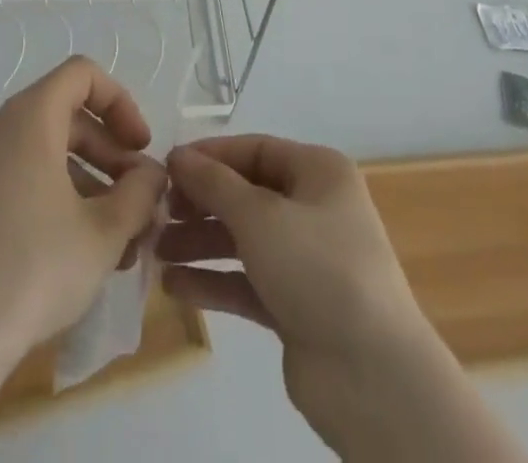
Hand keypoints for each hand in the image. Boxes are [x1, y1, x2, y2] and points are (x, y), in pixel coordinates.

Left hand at [0, 56, 167, 367]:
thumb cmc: (34, 270)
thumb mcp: (104, 232)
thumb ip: (140, 192)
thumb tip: (151, 174)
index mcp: (28, 117)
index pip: (82, 75)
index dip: (120, 103)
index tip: (141, 147)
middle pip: (66, 115)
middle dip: (109, 152)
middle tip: (137, 198)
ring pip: (44, 149)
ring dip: (87, 180)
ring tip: (117, 235)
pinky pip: (18, 174)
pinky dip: (53, 193)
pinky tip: (77, 246)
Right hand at [161, 137, 524, 461]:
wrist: (372, 377)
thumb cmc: (317, 268)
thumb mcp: (260, 215)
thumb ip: (214, 183)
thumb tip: (177, 155)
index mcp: (318, 172)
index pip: (254, 150)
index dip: (210, 156)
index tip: (166, 167)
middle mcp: (314, 207)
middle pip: (246, 194)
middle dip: (201, 203)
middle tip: (156, 213)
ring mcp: (306, 259)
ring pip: (243, 239)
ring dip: (200, 243)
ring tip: (155, 251)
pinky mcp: (296, 305)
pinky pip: (247, 281)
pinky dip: (214, 281)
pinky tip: (175, 287)